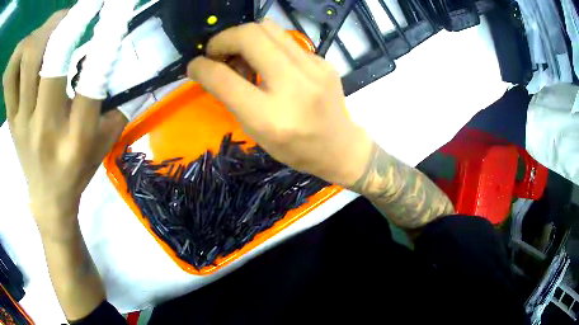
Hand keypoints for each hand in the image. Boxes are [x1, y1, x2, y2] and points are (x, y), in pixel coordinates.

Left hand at [3, 11, 126, 230]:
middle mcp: (46, 129)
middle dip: (70, 23)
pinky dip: (21, 53)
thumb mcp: (105, 143)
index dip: (106, 40)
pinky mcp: (11, 118)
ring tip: (58, 22)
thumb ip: (118, 104)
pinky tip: (31, 42)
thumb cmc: (78, 171)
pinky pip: (12, 77)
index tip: (118, 7)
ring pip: (27, 61)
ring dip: (45, 31)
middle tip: (86, 6)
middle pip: (50, 61)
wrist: (47, 199)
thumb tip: (129, 62)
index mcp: (76, 139)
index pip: (92, 83)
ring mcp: (22, 122)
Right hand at [187, 21, 373, 185]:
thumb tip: (210, 69)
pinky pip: (286, 40)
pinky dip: (267, 46)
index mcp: (270, 117)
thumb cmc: (294, 149)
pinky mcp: (323, 61)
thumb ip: (231, 98)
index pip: (224, 78)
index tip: (194, 65)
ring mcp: (314, 69)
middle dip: (224, 38)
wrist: (339, 146)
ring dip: (244, 37)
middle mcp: (294, 86)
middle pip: (250, 35)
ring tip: (241, 56)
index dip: (202, 66)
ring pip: (268, 28)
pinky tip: (268, 63)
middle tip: (217, 53)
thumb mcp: (256, 132)